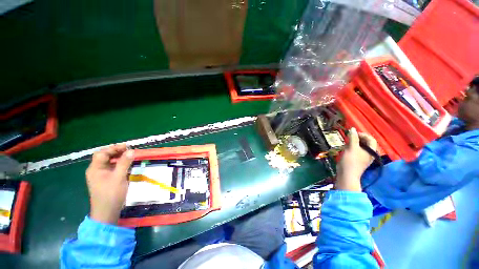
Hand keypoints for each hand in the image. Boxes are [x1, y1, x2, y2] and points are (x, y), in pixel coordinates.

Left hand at [86, 144, 133, 223]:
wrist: (107, 211)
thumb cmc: (111, 194)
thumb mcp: (119, 177)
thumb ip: (124, 163)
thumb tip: (131, 151)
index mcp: (95, 168)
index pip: (102, 153)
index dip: (113, 148)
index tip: (127, 146)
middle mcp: (96, 170)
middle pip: (104, 156)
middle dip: (116, 152)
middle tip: (129, 150)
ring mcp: (100, 175)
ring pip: (109, 162)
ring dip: (119, 158)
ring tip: (130, 156)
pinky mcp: (106, 180)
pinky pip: (112, 168)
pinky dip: (119, 164)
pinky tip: (127, 165)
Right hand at [335, 128, 377, 191]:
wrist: (347, 175)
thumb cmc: (351, 161)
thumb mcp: (351, 148)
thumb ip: (353, 138)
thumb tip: (353, 129)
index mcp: (371, 150)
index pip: (371, 139)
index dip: (363, 134)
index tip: (353, 133)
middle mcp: (369, 154)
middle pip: (366, 143)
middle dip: (357, 138)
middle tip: (349, 137)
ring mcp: (364, 158)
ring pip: (361, 147)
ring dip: (354, 143)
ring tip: (346, 143)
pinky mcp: (358, 160)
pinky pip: (357, 151)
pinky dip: (352, 148)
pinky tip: (346, 149)